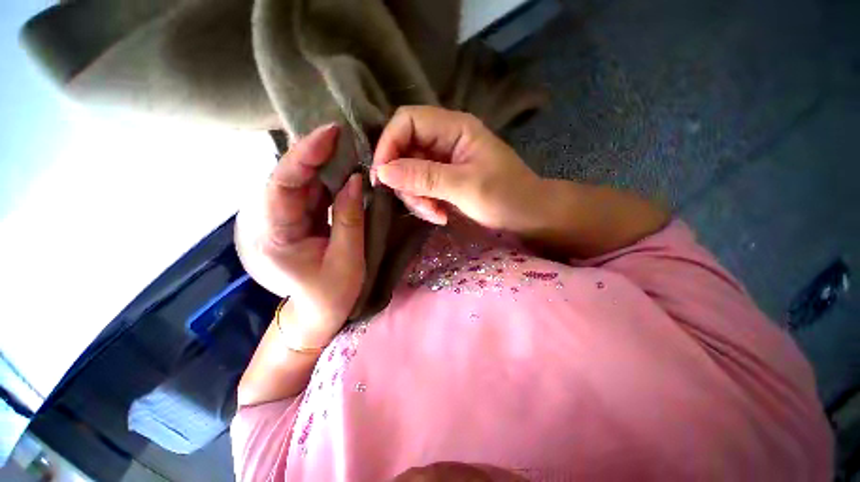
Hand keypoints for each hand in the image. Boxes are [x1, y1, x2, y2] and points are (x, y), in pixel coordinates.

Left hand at [234, 124, 364, 346]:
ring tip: (349, 148)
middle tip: (345, 135)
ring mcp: (285, 219)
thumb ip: (350, 218)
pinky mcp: (300, 219)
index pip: (282, 185)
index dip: (304, 155)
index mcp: (275, 235)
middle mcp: (272, 221)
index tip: (330, 133)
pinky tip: (345, 169)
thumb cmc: (331, 294)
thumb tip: (356, 179)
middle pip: (290, 177)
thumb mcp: (347, 259)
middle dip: (316, 153)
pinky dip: (330, 180)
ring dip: (325, 164)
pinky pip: (313, 193)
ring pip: (302, 182)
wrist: (317, 313)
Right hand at [371, 106, 542, 231]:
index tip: (382, 177)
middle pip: (404, 150)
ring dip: (416, 197)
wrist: (529, 218)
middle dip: (406, 182)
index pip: (407, 121)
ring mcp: (443, 163)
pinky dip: (424, 204)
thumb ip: (425, 177)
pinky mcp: (443, 181)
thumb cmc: (506, 197)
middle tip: (423, 205)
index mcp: (454, 128)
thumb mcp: (466, 187)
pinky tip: (441, 215)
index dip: (388, 144)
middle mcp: (445, 140)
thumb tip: (382, 172)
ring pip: (409, 174)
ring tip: (437, 214)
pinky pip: (420, 188)